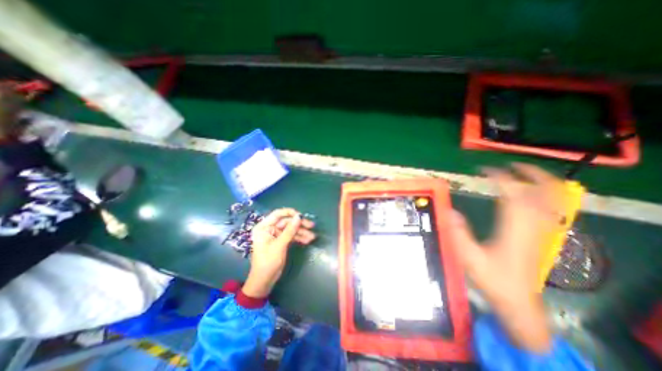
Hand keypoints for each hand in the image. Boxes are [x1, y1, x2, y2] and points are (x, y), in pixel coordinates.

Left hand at [242, 209, 315, 298]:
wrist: (264, 281)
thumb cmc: (268, 262)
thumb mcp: (279, 245)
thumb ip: (290, 230)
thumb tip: (299, 217)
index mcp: (264, 227)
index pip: (278, 214)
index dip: (290, 213)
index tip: (302, 216)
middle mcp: (270, 228)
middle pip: (287, 222)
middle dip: (299, 224)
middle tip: (312, 225)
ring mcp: (276, 235)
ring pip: (291, 229)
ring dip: (302, 232)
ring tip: (313, 236)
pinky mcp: (281, 241)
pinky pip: (292, 236)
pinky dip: (299, 238)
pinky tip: (308, 240)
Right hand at [450, 164, 563, 351]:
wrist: (518, 302)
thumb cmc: (493, 279)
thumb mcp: (469, 257)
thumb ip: (458, 234)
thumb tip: (449, 212)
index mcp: (514, 229)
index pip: (513, 194)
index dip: (501, 178)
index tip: (485, 171)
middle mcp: (532, 226)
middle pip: (545, 193)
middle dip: (531, 174)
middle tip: (511, 165)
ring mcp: (541, 231)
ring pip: (553, 200)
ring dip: (541, 182)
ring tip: (522, 173)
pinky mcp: (541, 236)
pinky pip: (549, 209)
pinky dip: (543, 195)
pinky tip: (529, 194)